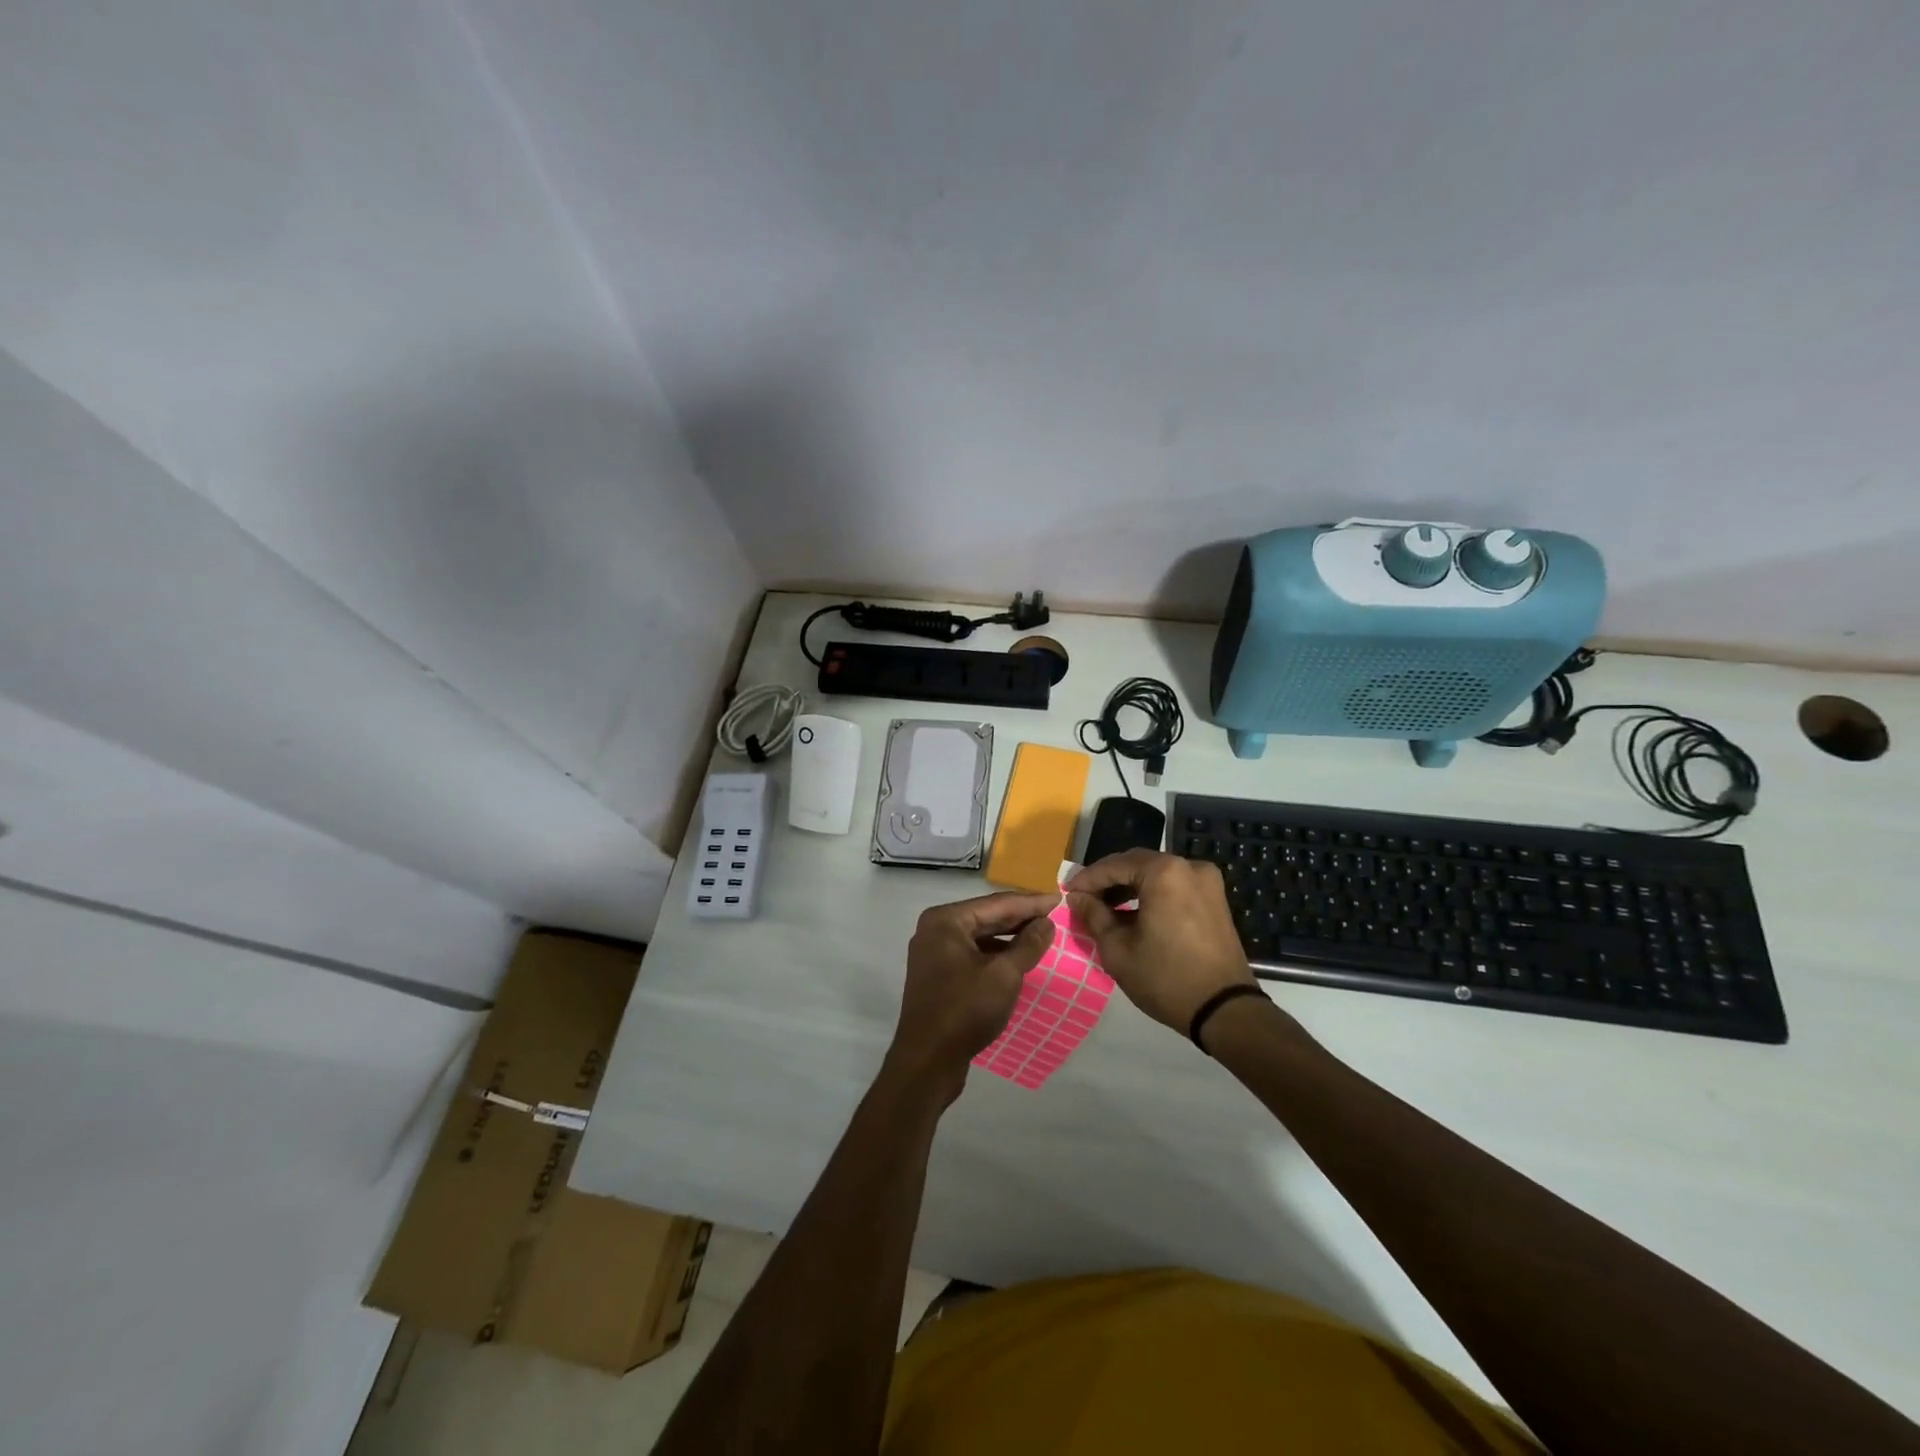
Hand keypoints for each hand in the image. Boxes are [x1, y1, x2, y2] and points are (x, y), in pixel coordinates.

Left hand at [885, 891, 1058, 1103]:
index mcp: (946, 920)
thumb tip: (1047, 922)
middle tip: (1055, 915)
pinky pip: (973, 954)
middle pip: (986, 917)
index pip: (997, 903)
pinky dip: (996, 954)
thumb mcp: (1004, 975)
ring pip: (980, 936)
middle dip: (1021, 917)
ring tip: (1043, 936)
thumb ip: (1027, 945)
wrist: (927, 1062)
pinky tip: (1019, 960)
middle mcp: (936, 929)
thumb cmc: (965, 1011)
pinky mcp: (938, 975)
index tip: (1060, 899)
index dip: (1031, 902)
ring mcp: (934, 952)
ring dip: (1010, 937)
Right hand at [1065, 850, 1257, 1033]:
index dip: (1087, 879)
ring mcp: (1207, 881)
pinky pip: (1174, 886)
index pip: (1114, 865)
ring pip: (1156, 874)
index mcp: (1164, 872)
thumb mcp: (1118, 949)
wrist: (1225, 1010)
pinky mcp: (1215, 898)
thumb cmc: (1165, 978)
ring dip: (1129, 887)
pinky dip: (1151, 894)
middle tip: (1084, 900)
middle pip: (1137, 864)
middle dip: (1108, 880)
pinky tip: (1134, 914)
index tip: (1066, 893)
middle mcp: (1188, 866)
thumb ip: (1094, 916)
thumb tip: (1077, 898)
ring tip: (1105, 909)